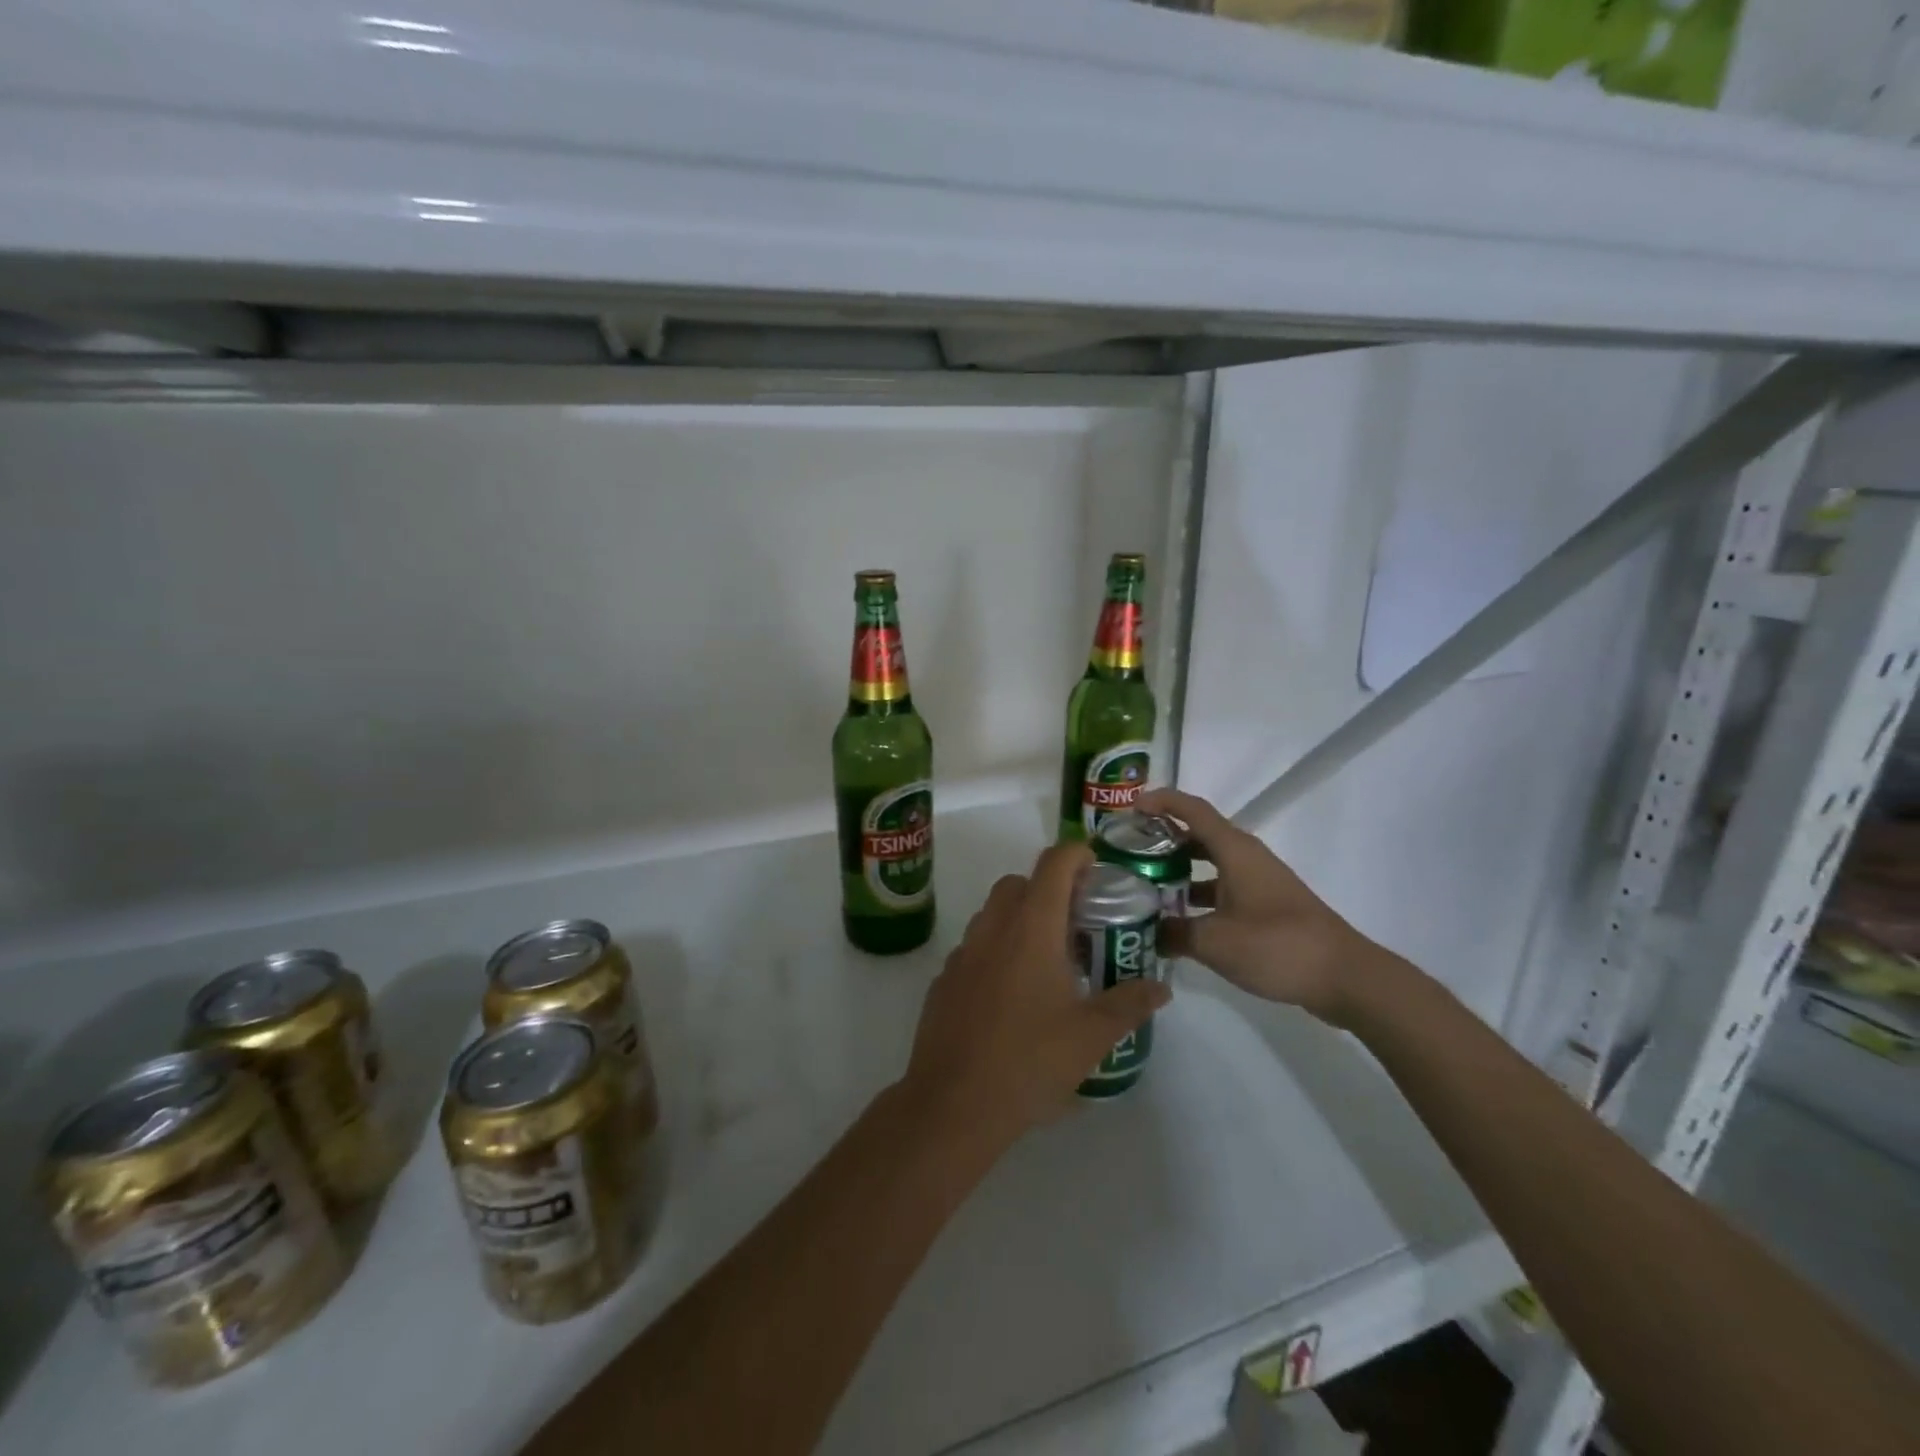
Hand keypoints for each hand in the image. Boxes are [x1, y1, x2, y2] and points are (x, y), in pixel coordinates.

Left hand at [900, 843, 1169, 1148]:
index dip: (1077, 855)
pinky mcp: (944, 980)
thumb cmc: (1029, 1061)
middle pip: (1018, 883)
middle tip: (1077, 922)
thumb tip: (1160, 988)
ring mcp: (962, 953)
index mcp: (1031, 929)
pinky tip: (1011, 994)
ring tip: (1048, 961)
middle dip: (1048, 889)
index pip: (1053, 864)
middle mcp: (992, 928)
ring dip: (1020, 919)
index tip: (1097, 868)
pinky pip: (974, 947)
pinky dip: (996, 951)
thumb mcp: (1091, 1036)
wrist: (954, 1104)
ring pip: (992, 914)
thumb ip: (1129, 1004)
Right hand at [1138, 787, 1388, 1026]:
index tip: (1131, 807)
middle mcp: (1247, 859)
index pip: (1193, 810)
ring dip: (1179, 871)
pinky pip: (1223, 889)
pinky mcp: (1267, 907)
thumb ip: (1174, 933)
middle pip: (1199, 835)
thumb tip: (1147, 931)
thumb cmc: (1277, 945)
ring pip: (1210, 865)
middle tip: (1129, 851)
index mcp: (1235, 851)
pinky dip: (1198, 898)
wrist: (1344, 977)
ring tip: (1145, 886)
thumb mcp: (1215, 942)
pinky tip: (1179, 923)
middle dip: (1163, 839)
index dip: (1162, 801)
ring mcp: (1259, 883)